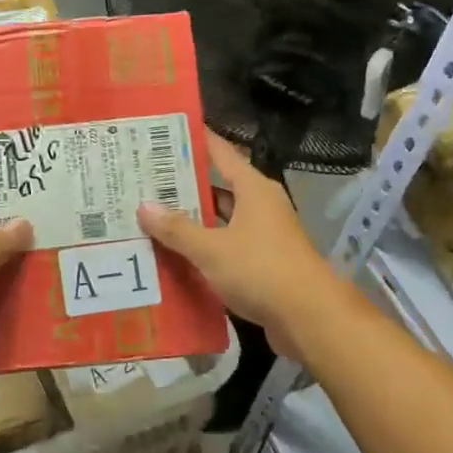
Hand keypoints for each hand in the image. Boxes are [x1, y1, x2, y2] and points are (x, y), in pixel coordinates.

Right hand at [137, 131, 338, 360]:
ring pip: (220, 221)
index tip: (164, 134)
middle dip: (183, 187)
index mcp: (253, 189)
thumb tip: (144, 206)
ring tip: (151, 219)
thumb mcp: (211, 248)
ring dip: (192, 222)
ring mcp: (264, 236)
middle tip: (143, 183)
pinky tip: (174, 256)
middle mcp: (260, 206)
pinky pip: (225, 248)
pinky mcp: (262, 264)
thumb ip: (177, 229)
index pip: (220, 153)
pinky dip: (203, 250)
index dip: (194, 142)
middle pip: (217, 188)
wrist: (309, 318)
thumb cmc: (261, 270)